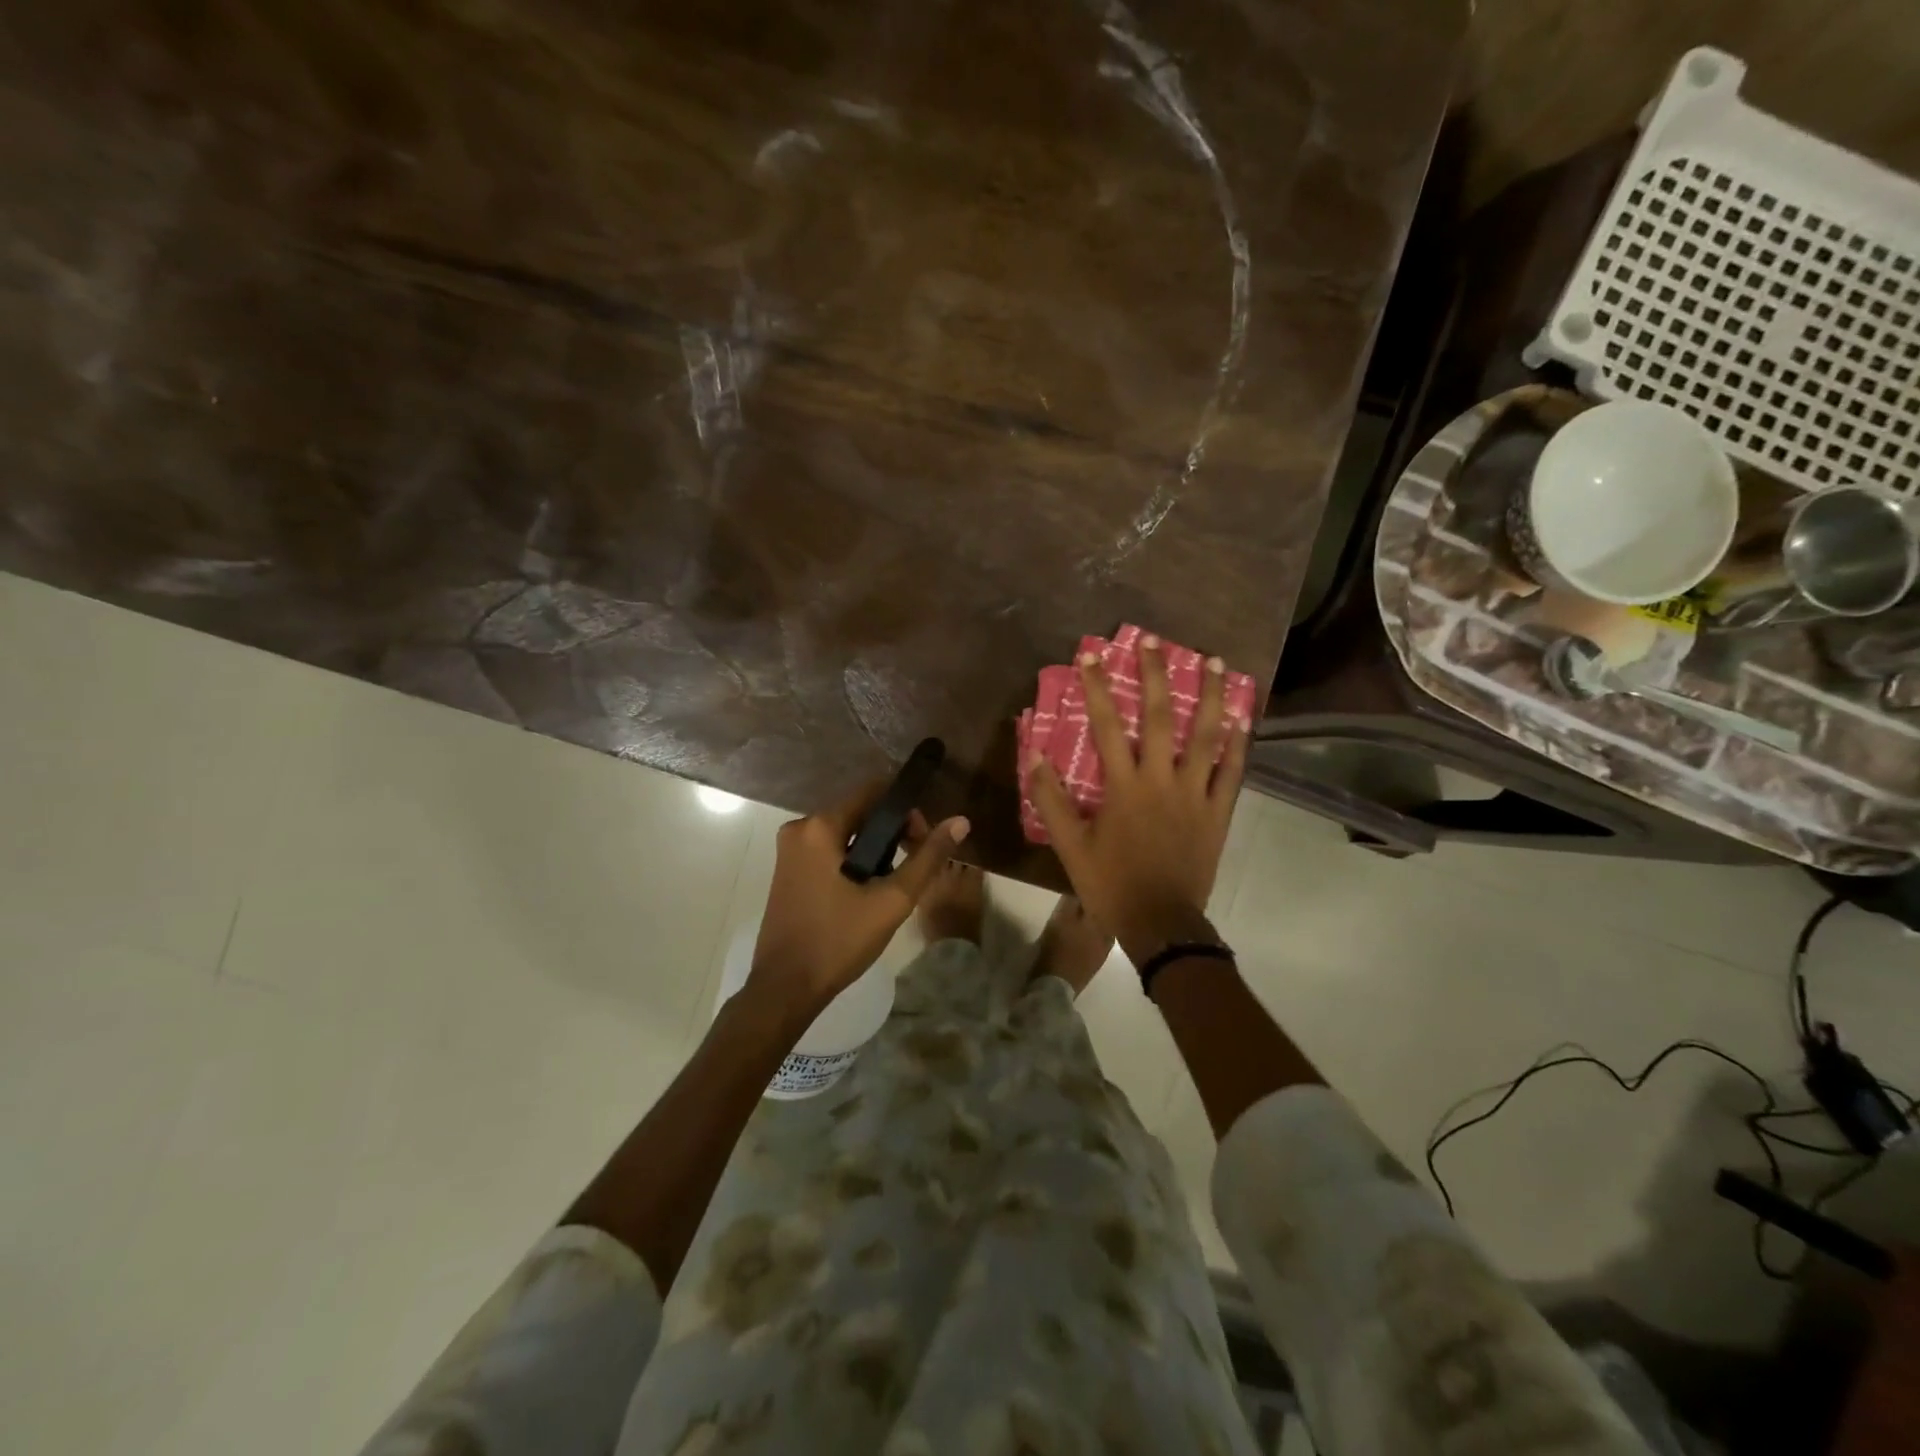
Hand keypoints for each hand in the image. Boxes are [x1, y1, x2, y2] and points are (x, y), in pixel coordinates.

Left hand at [748, 781, 970, 1016]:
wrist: (785, 988)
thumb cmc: (838, 941)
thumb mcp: (892, 900)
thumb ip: (927, 858)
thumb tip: (960, 822)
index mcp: (819, 826)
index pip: (873, 791)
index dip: (906, 810)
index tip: (924, 840)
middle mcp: (800, 828)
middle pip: (860, 811)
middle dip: (893, 832)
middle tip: (915, 866)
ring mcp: (790, 850)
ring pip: (846, 832)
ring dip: (875, 849)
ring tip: (894, 884)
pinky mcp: (788, 870)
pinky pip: (829, 850)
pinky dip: (854, 860)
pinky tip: (868, 891)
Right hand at [1028, 639, 1247, 963]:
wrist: (1162, 923)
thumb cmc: (1111, 884)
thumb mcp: (1070, 846)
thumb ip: (1051, 799)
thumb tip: (1034, 754)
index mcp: (1124, 786)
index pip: (1106, 726)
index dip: (1097, 688)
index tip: (1091, 655)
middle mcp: (1162, 780)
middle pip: (1159, 718)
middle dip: (1155, 675)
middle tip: (1153, 640)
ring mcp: (1196, 794)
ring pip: (1206, 736)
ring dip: (1211, 697)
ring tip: (1216, 662)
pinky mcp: (1218, 812)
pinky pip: (1232, 772)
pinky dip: (1238, 743)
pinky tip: (1242, 718)